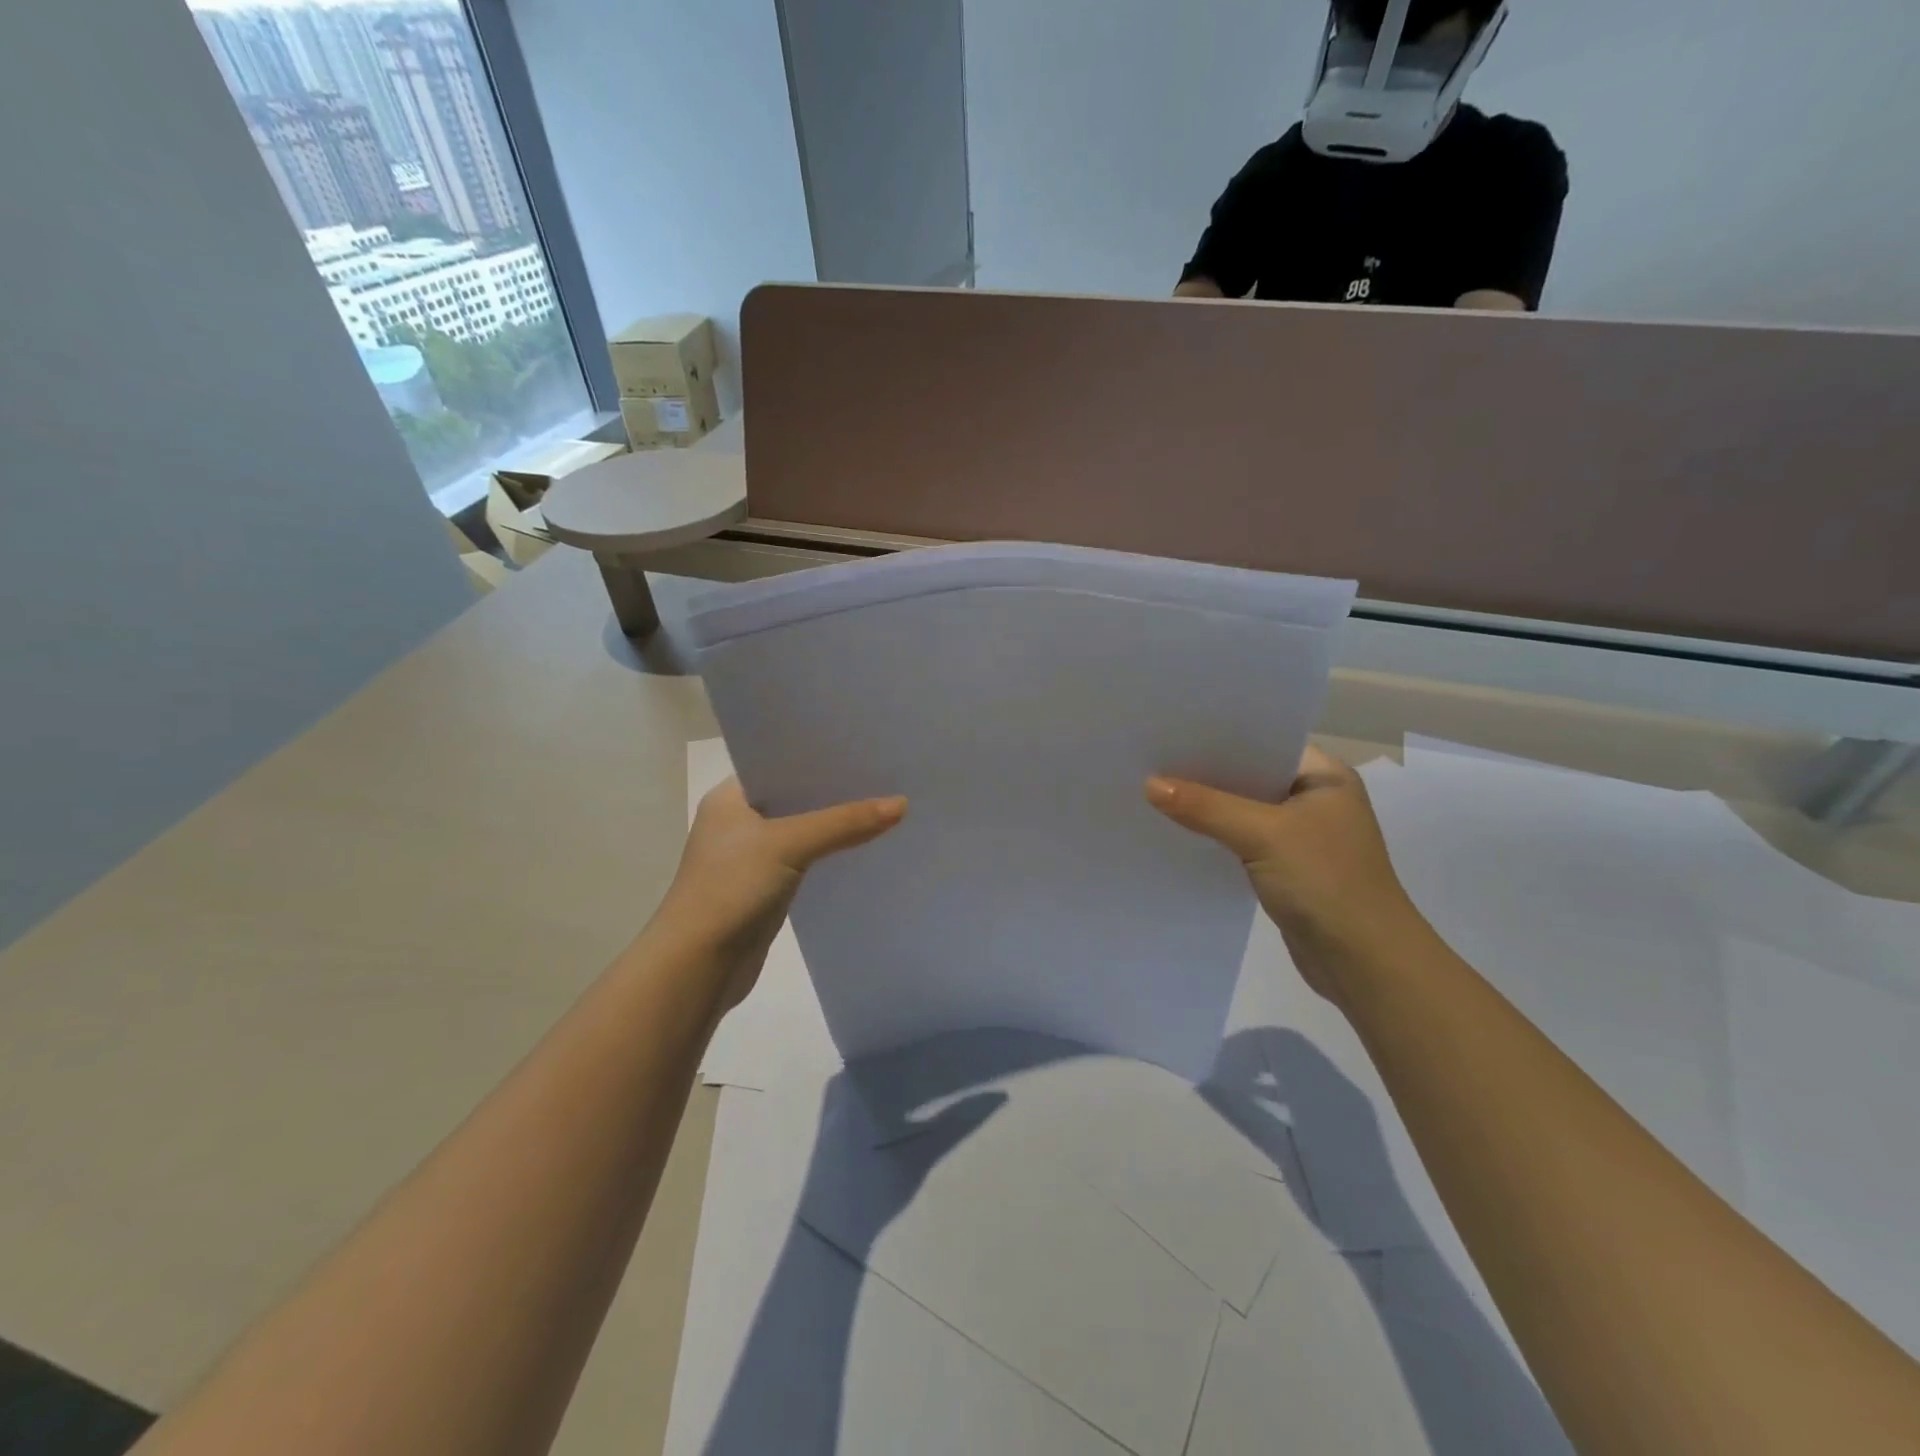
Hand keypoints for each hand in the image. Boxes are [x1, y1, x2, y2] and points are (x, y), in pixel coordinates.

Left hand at [660, 778, 905, 1009]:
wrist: (698, 966)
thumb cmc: (731, 888)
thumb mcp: (789, 844)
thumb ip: (844, 822)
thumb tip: (902, 803)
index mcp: (730, 798)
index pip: (780, 764)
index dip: (819, 756)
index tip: (863, 747)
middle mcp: (739, 821)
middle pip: (795, 797)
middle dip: (835, 790)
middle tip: (884, 774)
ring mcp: (751, 857)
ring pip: (803, 830)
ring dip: (835, 823)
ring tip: (885, 805)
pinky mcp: (766, 887)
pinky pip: (806, 859)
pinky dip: (830, 853)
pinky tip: (865, 846)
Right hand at [1146, 746, 1430, 1005]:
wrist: (1365, 963)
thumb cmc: (1326, 883)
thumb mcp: (1263, 835)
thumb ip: (1206, 807)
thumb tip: (1150, 784)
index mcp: (1325, 777)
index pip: (1265, 743)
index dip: (1220, 738)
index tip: (1173, 732)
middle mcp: (1315, 800)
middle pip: (1251, 777)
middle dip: (1207, 773)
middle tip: (1153, 761)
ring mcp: (1302, 837)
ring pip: (1244, 811)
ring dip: (1209, 809)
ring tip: (1155, 793)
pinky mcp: (1287, 868)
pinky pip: (1243, 841)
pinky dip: (1217, 837)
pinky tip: (1180, 834)